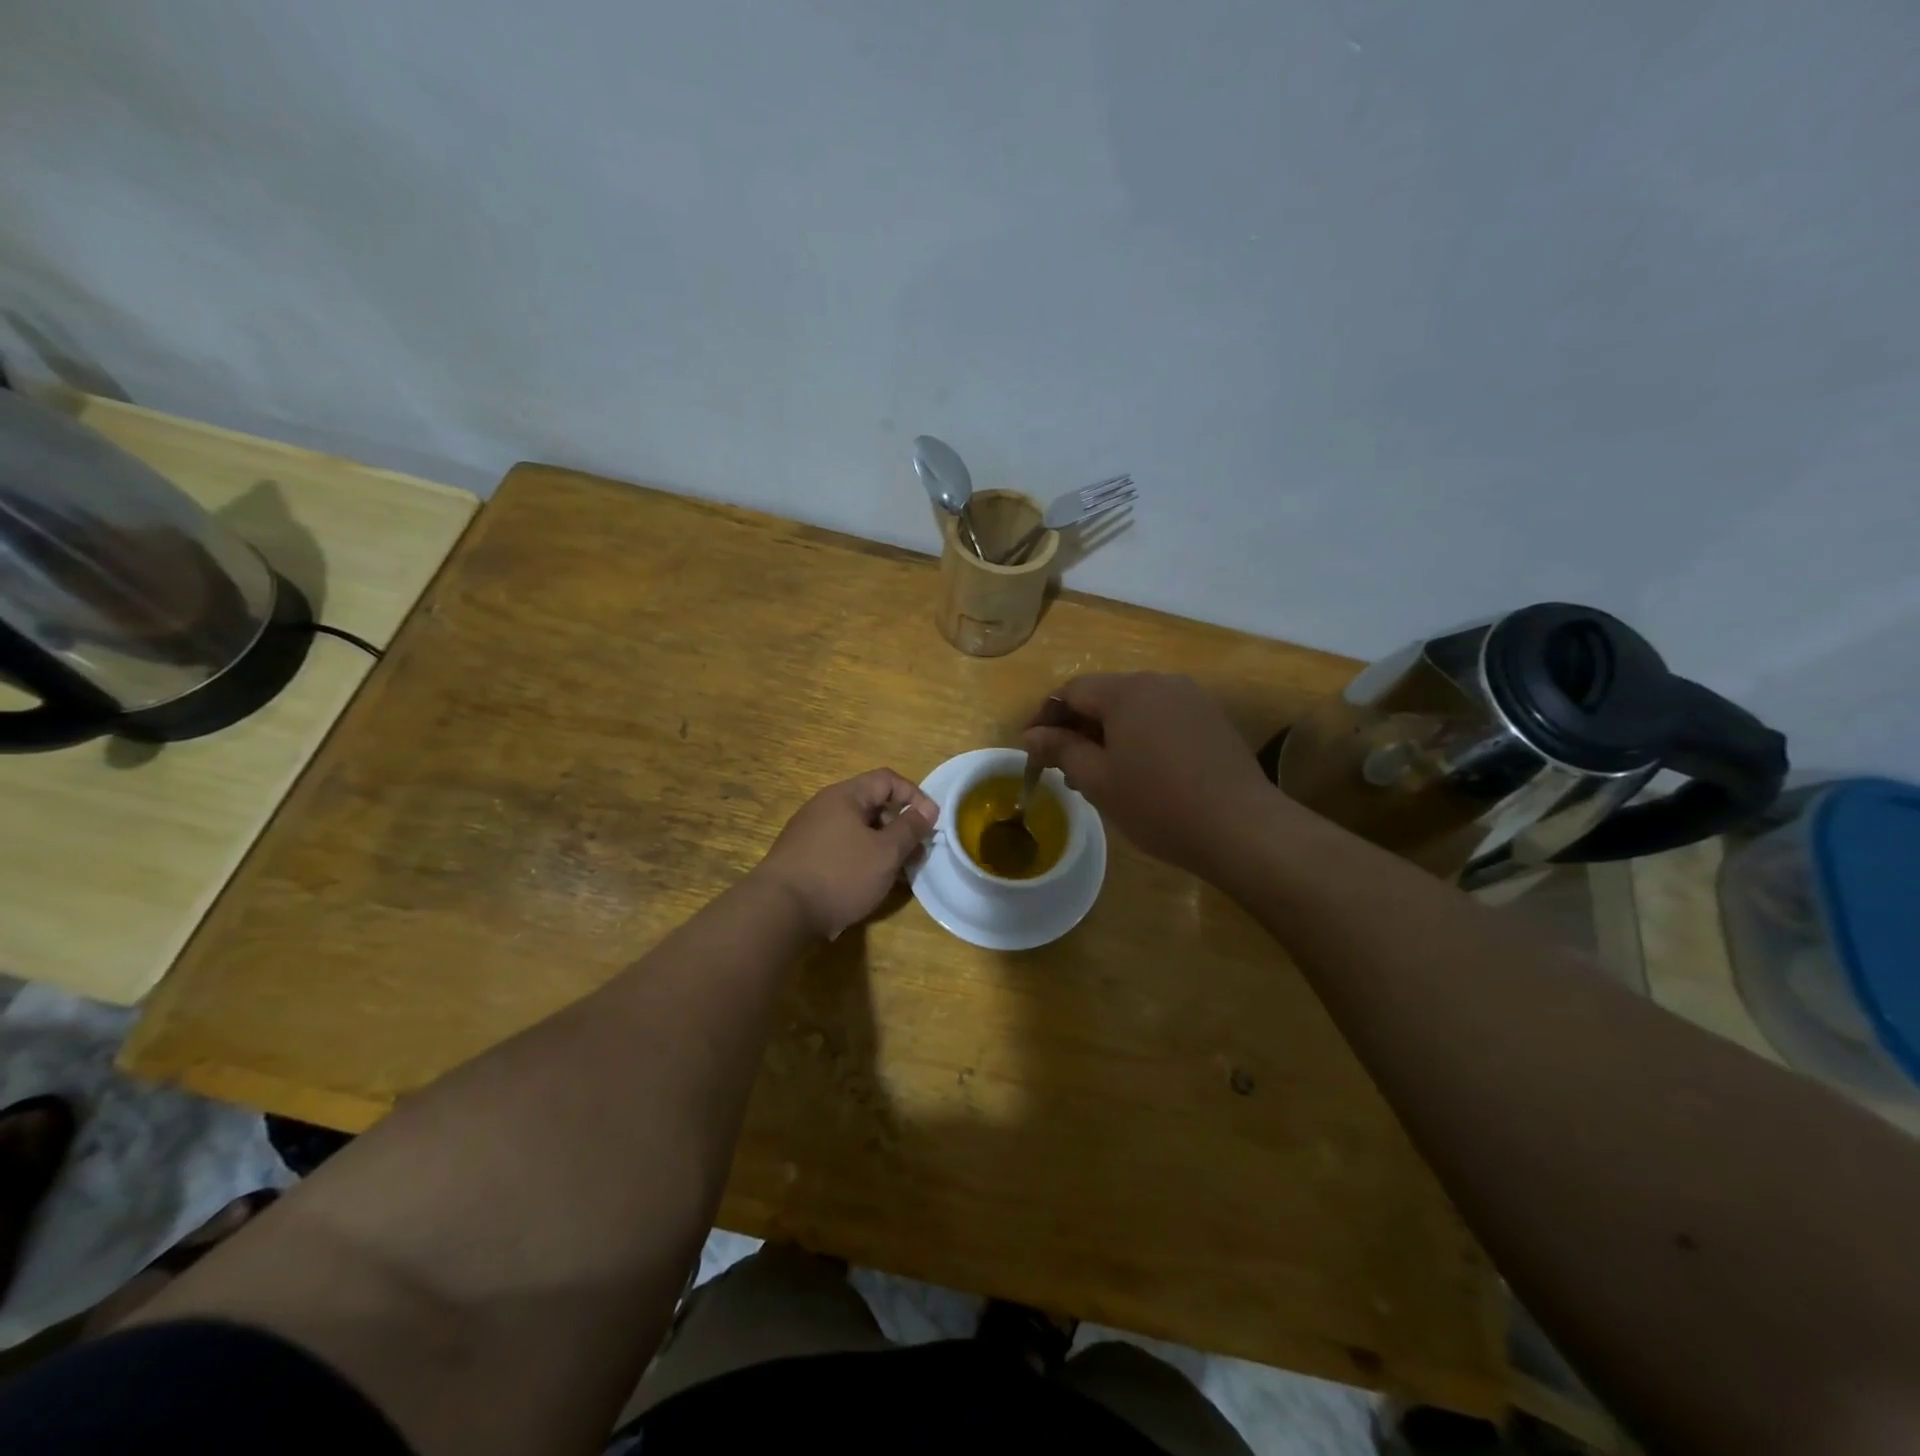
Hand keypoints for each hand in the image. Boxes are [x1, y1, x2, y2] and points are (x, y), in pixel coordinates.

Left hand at [752, 769, 938, 940]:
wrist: (779, 912)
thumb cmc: (839, 874)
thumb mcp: (885, 852)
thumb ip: (910, 828)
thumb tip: (927, 809)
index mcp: (845, 796)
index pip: (887, 780)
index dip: (915, 795)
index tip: (931, 823)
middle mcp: (824, 807)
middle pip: (872, 805)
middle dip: (900, 827)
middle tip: (917, 854)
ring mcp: (810, 833)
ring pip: (857, 831)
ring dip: (883, 847)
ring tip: (898, 875)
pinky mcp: (802, 858)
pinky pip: (841, 849)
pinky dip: (861, 860)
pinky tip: (869, 885)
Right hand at [1022, 673, 1282, 881]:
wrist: (1242, 828)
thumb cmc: (1158, 805)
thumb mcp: (1098, 780)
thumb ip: (1061, 749)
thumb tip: (1031, 735)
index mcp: (1127, 692)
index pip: (1072, 691)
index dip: (1046, 718)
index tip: (1033, 751)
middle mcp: (1160, 682)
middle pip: (1104, 696)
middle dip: (1078, 727)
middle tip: (1063, 768)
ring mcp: (1191, 699)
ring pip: (1134, 708)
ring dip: (1109, 734)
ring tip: (1100, 775)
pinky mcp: (1211, 719)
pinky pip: (1162, 718)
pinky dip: (1140, 737)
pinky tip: (1141, 772)